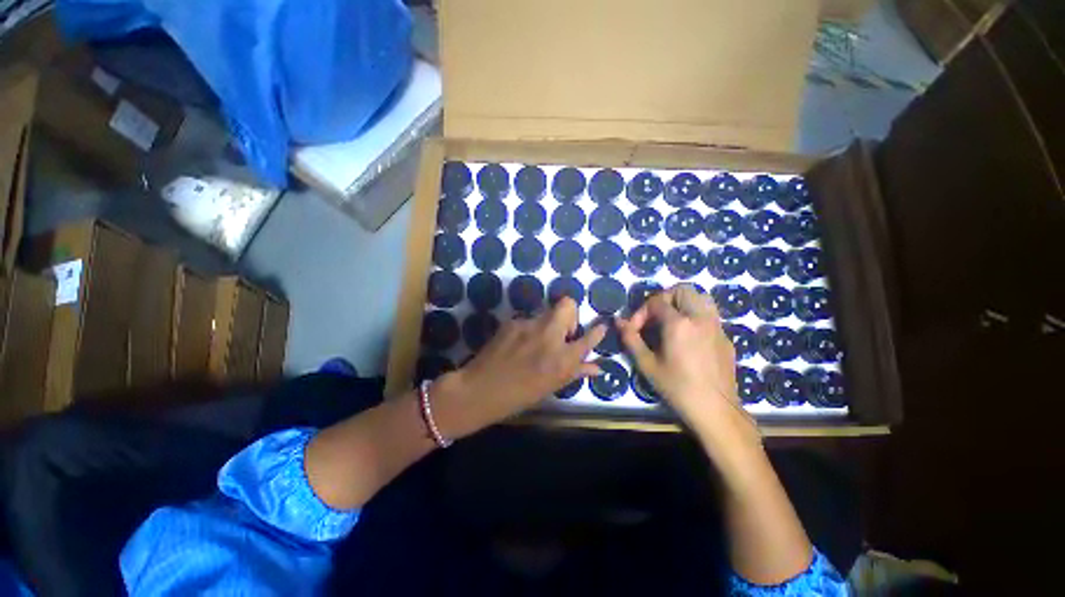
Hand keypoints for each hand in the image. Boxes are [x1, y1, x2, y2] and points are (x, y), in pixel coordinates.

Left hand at [433, 298, 605, 438]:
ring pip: (546, 312)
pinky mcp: (513, 321)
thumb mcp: (551, 386)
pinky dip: (530, 329)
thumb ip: (575, 372)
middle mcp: (549, 337)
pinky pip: (529, 319)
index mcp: (562, 359)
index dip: (597, 331)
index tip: (601, 325)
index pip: (588, 338)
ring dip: (548, 323)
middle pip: (567, 304)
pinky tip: (520, 343)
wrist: (481, 389)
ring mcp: (529, 325)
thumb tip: (597, 367)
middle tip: (562, 331)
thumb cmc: (520, 395)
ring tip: (537, 341)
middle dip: (570, 313)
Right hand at [617, 284, 756, 437]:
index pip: (656, 303)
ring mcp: (716, 326)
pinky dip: (695, 314)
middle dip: (663, 298)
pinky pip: (710, 314)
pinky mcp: (725, 337)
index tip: (634, 329)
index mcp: (679, 323)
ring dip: (683, 301)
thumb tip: (618, 321)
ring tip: (671, 319)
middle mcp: (700, 318)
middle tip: (653, 317)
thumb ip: (631, 339)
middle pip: (682, 290)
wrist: (716, 410)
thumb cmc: (677, 387)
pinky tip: (688, 336)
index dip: (640, 312)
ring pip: (701, 297)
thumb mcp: (647, 364)